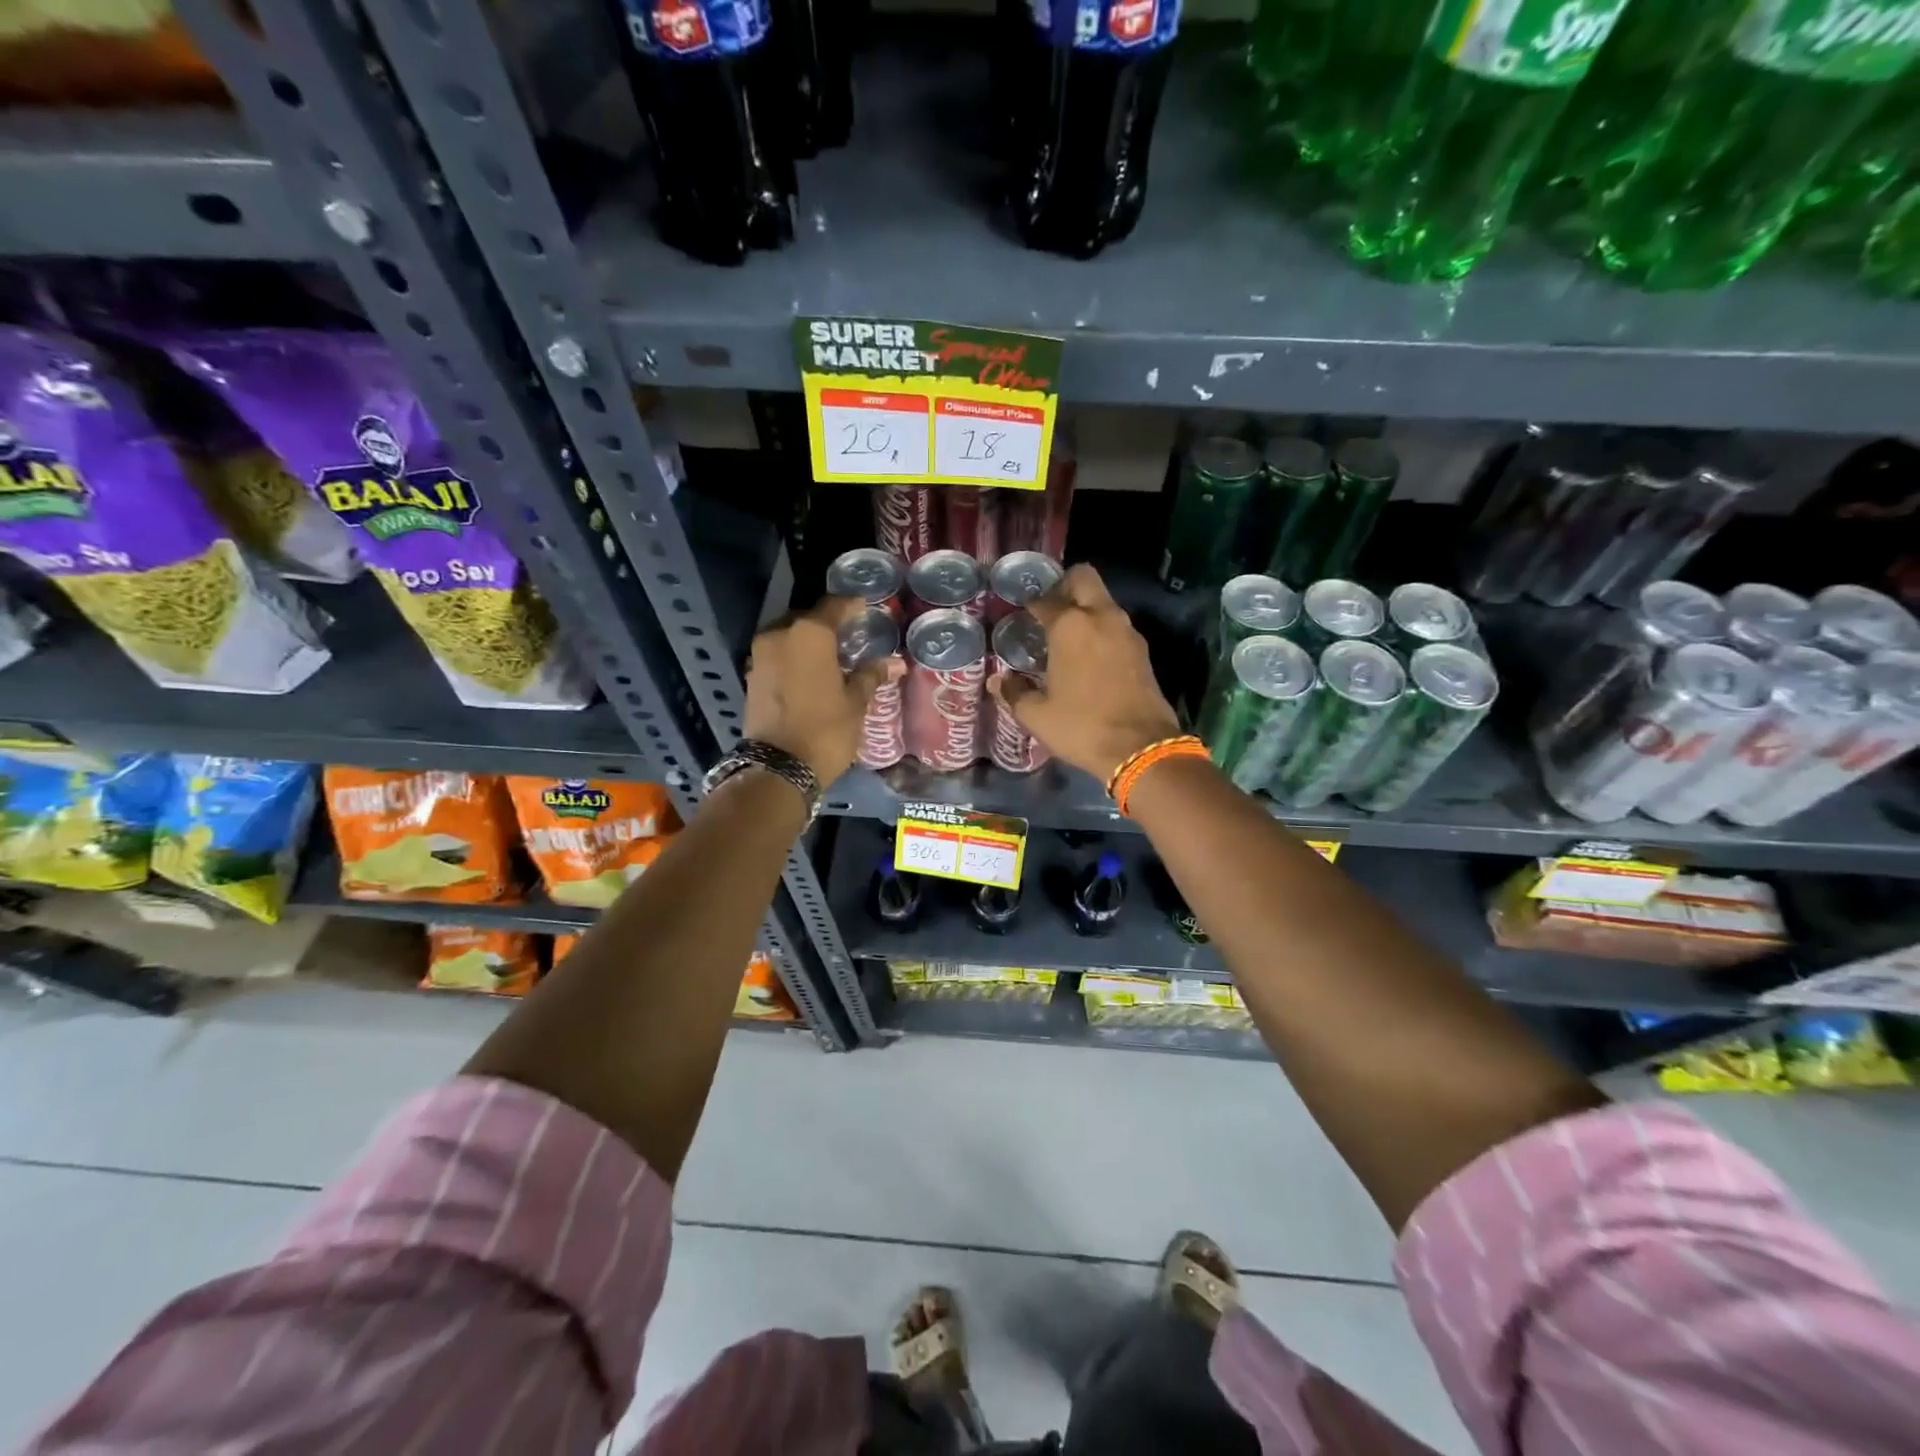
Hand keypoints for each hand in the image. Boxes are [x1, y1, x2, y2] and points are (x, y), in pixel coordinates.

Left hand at [744, 596, 902, 784]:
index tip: (865, 608)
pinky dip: (793, 659)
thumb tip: (895, 662)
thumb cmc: (825, 730)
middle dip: (827, 625)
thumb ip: (871, 675)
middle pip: (807, 620)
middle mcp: (779, 635)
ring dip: (807, 643)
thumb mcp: (855, 703)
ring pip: (788, 637)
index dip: (851, 606)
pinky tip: (809, 674)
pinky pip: (777, 657)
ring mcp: (760, 656)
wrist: (778, 768)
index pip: (833, 607)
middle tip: (849, 636)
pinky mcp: (751, 677)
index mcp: (809, 634)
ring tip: (830, 657)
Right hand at [988, 564, 1180, 784]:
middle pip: (1084, 578)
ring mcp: (1127, 632)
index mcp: (1070, 626)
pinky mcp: (1143, 650)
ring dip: (1086, 608)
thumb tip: (996, 681)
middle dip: (1065, 585)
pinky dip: (1101, 629)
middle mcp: (1101, 617)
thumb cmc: (1082, 726)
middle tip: (1049, 609)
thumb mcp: (1037, 715)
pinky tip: (1089, 655)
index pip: (1045, 600)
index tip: (1022, 614)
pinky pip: (1116, 625)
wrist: (1140, 748)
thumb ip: (1014, 692)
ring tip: (1066, 635)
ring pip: (1104, 601)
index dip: (1030, 605)